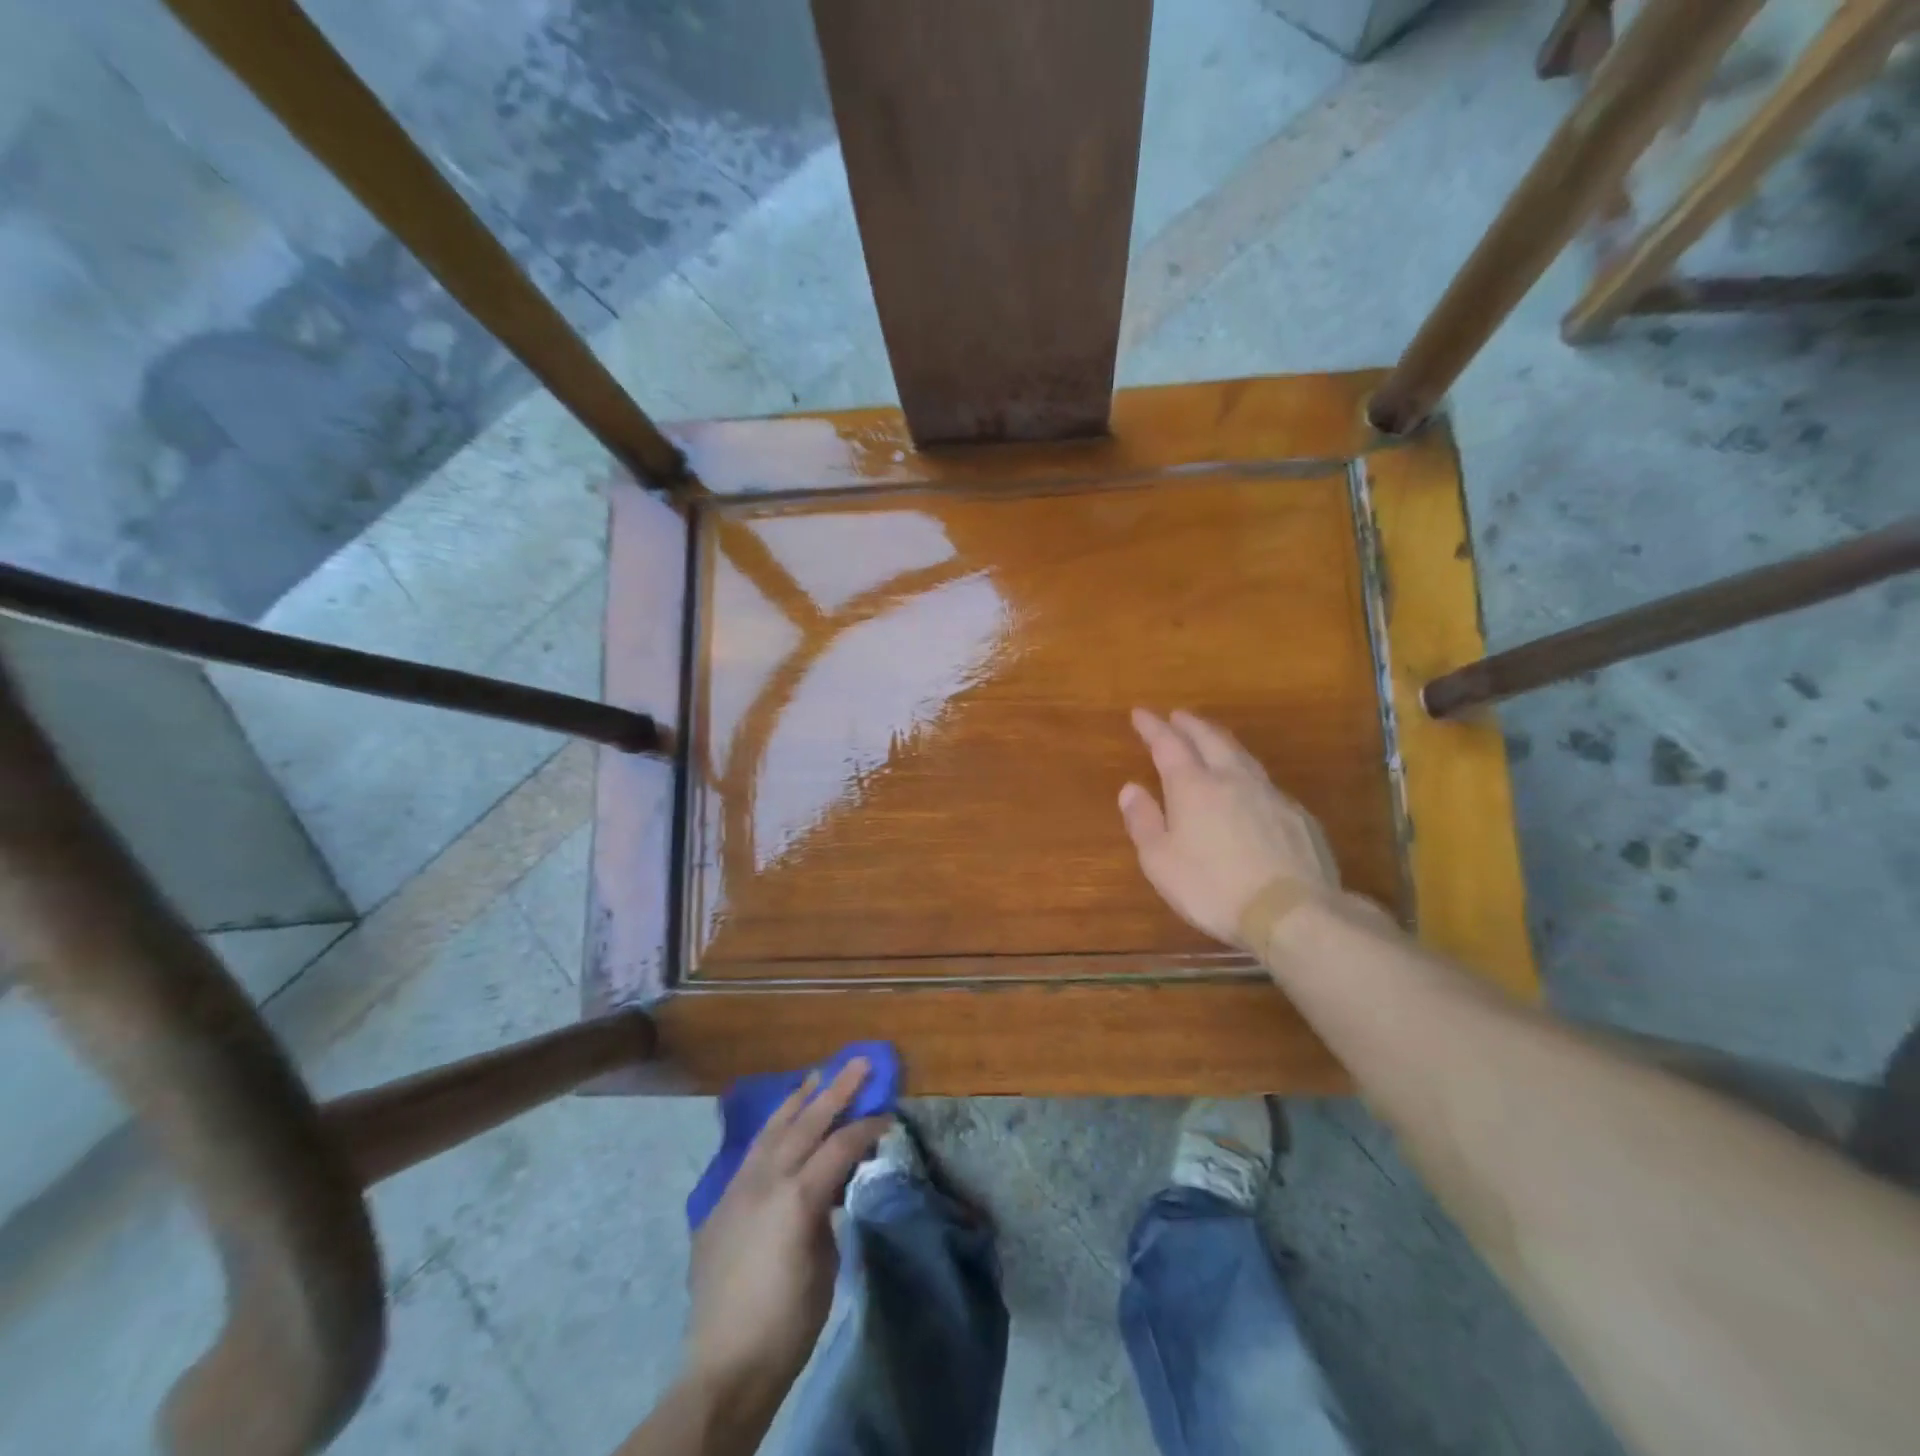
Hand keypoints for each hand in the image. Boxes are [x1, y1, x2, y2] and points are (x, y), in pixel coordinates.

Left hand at [685, 1062, 888, 1392]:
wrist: (725, 1366)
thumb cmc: (788, 1323)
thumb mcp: (825, 1263)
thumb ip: (826, 1211)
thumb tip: (829, 1186)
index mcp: (796, 1197)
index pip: (839, 1145)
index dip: (866, 1127)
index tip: (888, 1115)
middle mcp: (765, 1180)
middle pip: (806, 1122)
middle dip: (836, 1090)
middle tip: (859, 1063)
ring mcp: (738, 1188)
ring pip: (772, 1129)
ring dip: (798, 1101)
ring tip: (817, 1077)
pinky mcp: (721, 1203)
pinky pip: (752, 1153)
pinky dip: (773, 1131)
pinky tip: (783, 1123)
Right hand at [1118, 708, 1339, 946]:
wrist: (1291, 911)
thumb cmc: (1212, 887)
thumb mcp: (1160, 861)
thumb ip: (1143, 821)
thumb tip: (1130, 788)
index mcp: (1194, 787)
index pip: (1168, 745)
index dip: (1153, 727)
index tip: (1140, 713)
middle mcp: (1232, 779)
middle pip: (1210, 739)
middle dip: (1190, 724)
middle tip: (1177, 715)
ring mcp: (1270, 795)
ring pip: (1242, 755)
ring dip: (1221, 741)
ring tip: (1211, 738)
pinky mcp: (1297, 816)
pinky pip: (1265, 783)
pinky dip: (1247, 773)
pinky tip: (1248, 786)